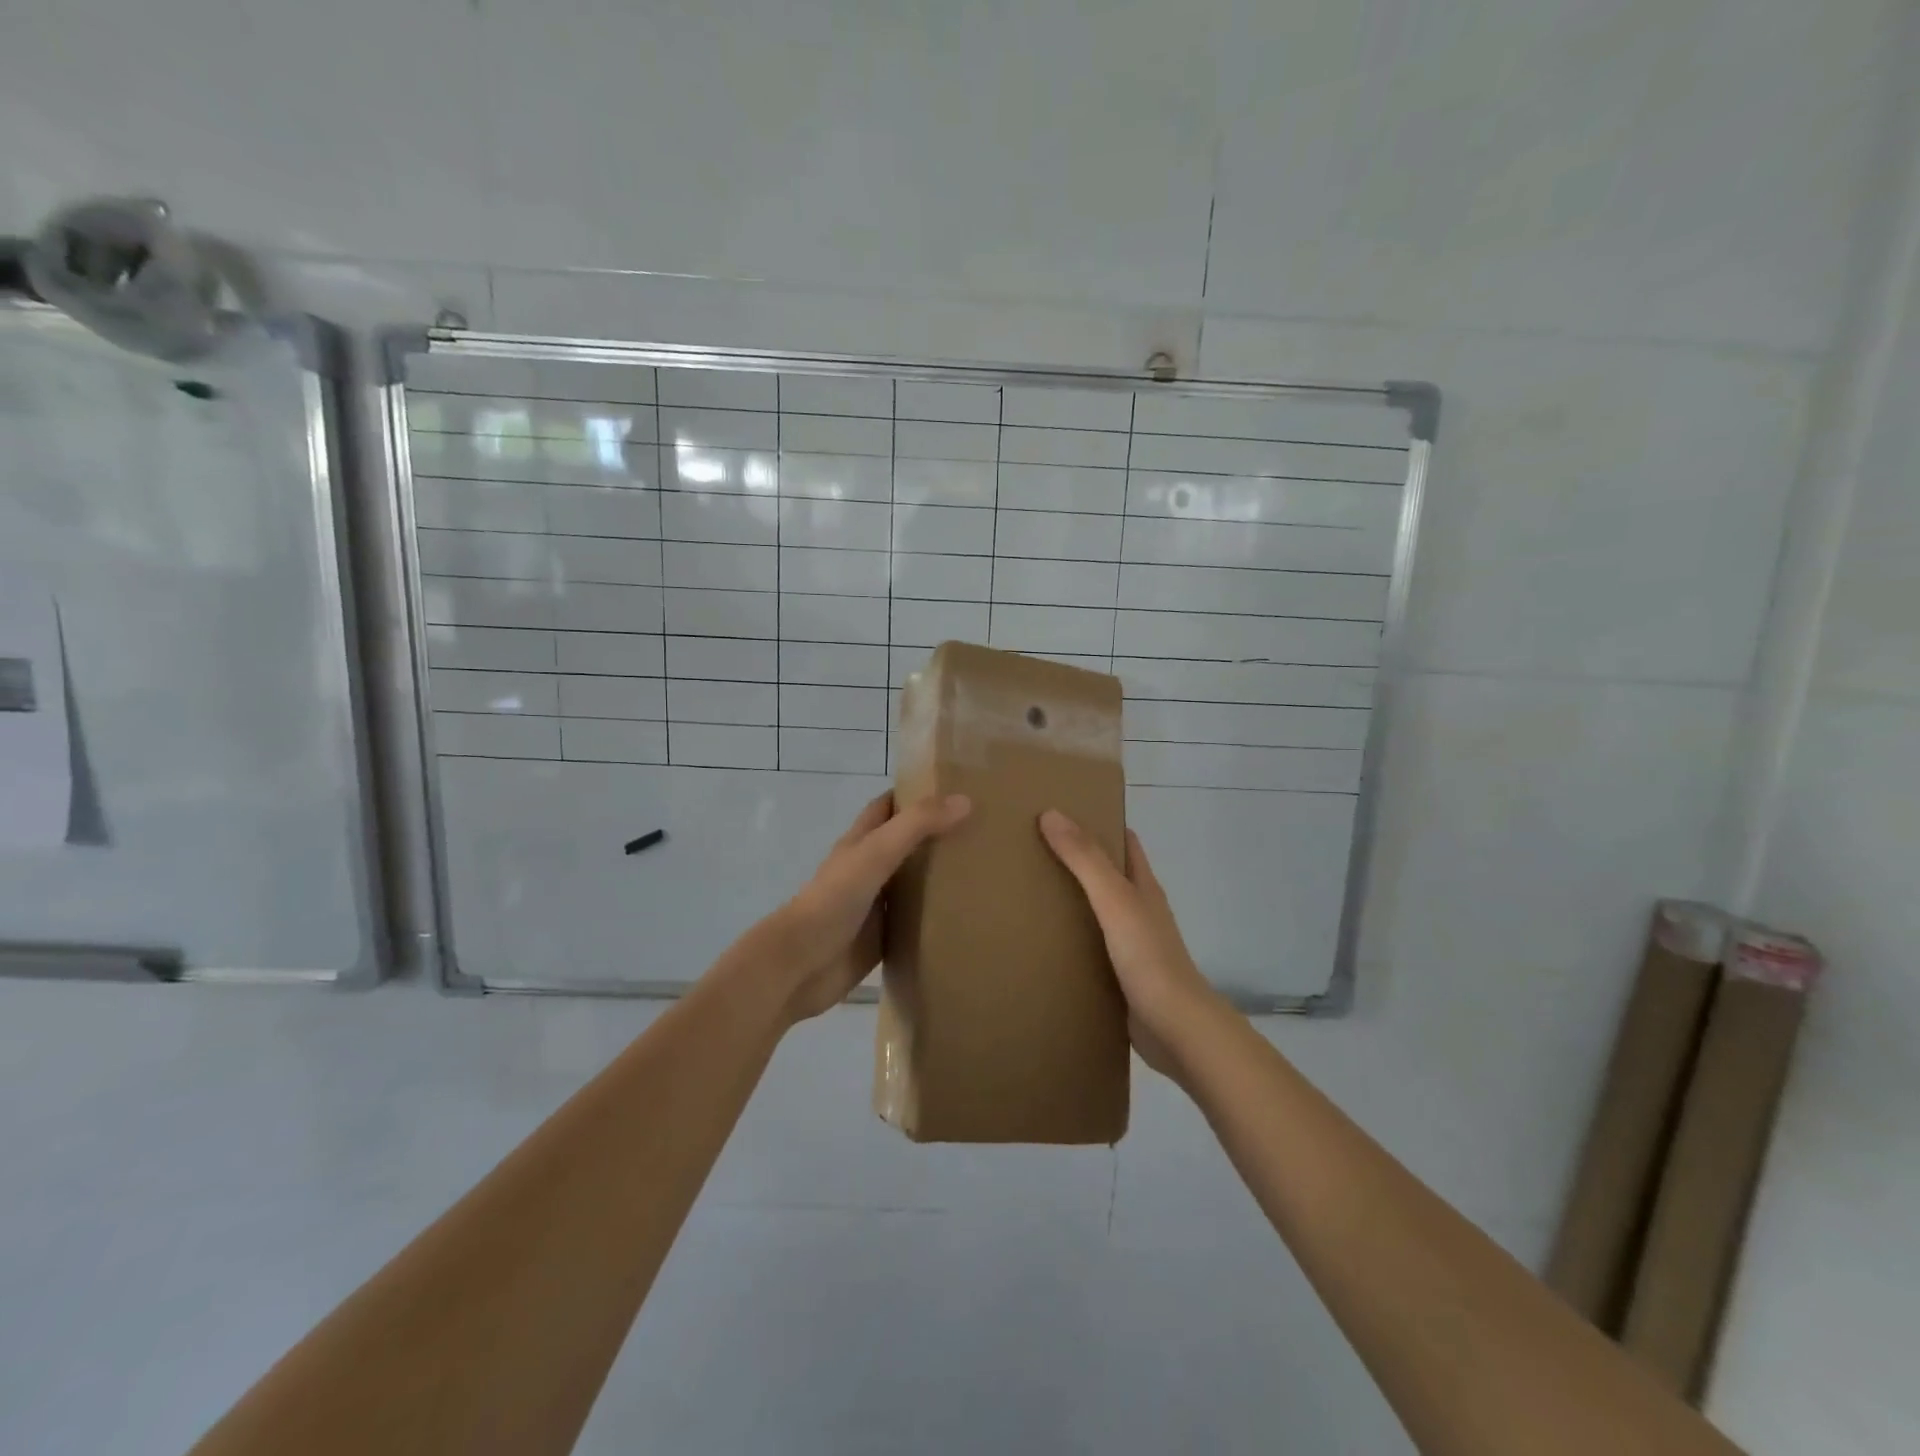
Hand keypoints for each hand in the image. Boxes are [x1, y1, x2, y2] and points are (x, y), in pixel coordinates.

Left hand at [754, 791, 971, 1023]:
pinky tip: (968, 914)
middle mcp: (869, 868)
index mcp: (861, 841)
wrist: (801, 965)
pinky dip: (938, 916)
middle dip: (938, 834)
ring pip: (913, 882)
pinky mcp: (883, 938)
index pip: (889, 806)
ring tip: (985, 870)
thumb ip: (917, 826)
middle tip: (983, 830)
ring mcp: (876, 904)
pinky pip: (916, 921)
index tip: (955, 787)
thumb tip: (966, 800)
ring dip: (941, 876)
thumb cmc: (834, 900)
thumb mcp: (876, 853)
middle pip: (906, 843)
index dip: (916, 793)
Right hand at [1038, 810, 1225, 1077]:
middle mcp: (1139, 910)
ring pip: (1098, 912)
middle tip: (1032, 850)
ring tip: (1027, 893)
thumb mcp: (1115, 900)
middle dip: (1076, 861)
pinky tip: (1042, 943)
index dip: (1099, 821)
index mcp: (1143, 887)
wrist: (1176, 1029)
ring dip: (1070, 901)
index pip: (1124, 841)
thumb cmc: (1149, 957)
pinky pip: (1091, 947)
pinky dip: (1070, 939)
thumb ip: (1086, 859)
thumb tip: (1051, 813)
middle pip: (1108, 875)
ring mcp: (1132, 945)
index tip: (1061, 812)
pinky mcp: (1121, 976)